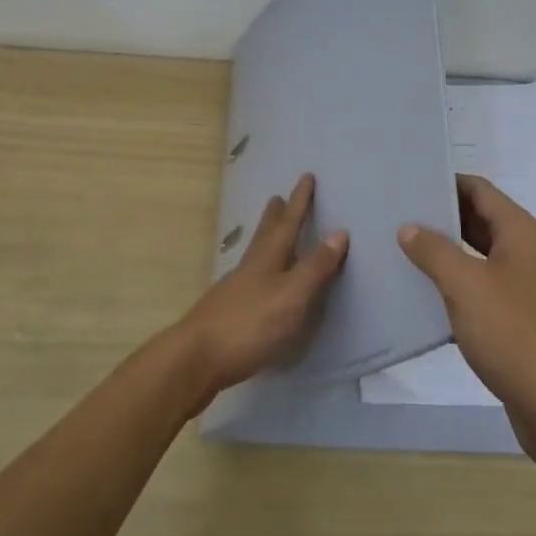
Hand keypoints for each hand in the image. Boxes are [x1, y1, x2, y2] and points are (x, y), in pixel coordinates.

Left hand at [168, 173, 347, 401]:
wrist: (196, 359)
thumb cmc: (249, 325)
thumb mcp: (291, 295)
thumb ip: (315, 267)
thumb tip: (339, 231)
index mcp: (267, 260)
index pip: (288, 224)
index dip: (299, 202)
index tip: (306, 177)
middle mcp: (249, 269)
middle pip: (264, 236)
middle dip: (275, 217)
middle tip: (276, 197)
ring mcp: (234, 291)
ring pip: (254, 257)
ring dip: (265, 241)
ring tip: (269, 233)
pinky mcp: (227, 314)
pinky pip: (249, 281)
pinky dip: (259, 271)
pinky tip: (257, 284)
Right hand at [398, 174, 535, 432]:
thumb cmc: (513, 334)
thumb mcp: (465, 286)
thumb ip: (434, 251)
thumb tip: (409, 228)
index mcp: (521, 233)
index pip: (479, 190)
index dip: (445, 182)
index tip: (407, 183)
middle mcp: (529, 252)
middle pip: (481, 220)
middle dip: (441, 216)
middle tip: (396, 216)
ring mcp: (528, 287)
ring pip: (481, 256)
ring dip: (447, 252)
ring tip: (403, 250)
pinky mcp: (523, 319)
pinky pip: (485, 287)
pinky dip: (459, 284)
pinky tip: (427, 294)